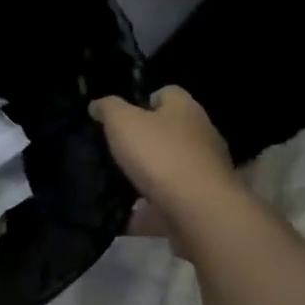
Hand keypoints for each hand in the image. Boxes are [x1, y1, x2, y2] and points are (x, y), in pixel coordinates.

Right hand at [91, 87, 234, 240]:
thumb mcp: (122, 123)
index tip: (124, 117)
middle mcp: (202, 133)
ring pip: (174, 163)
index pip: (168, 93)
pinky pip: (174, 196)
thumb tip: (97, 104)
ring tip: (124, 181)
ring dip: (153, 172)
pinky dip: (157, 202)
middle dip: (149, 138)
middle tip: (120, 149)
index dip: (144, 101)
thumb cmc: (159, 155)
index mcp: (185, 108)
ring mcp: (207, 168)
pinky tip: (135, 211)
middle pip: (172, 128)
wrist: (199, 210)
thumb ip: (108, 109)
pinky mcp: (205, 198)